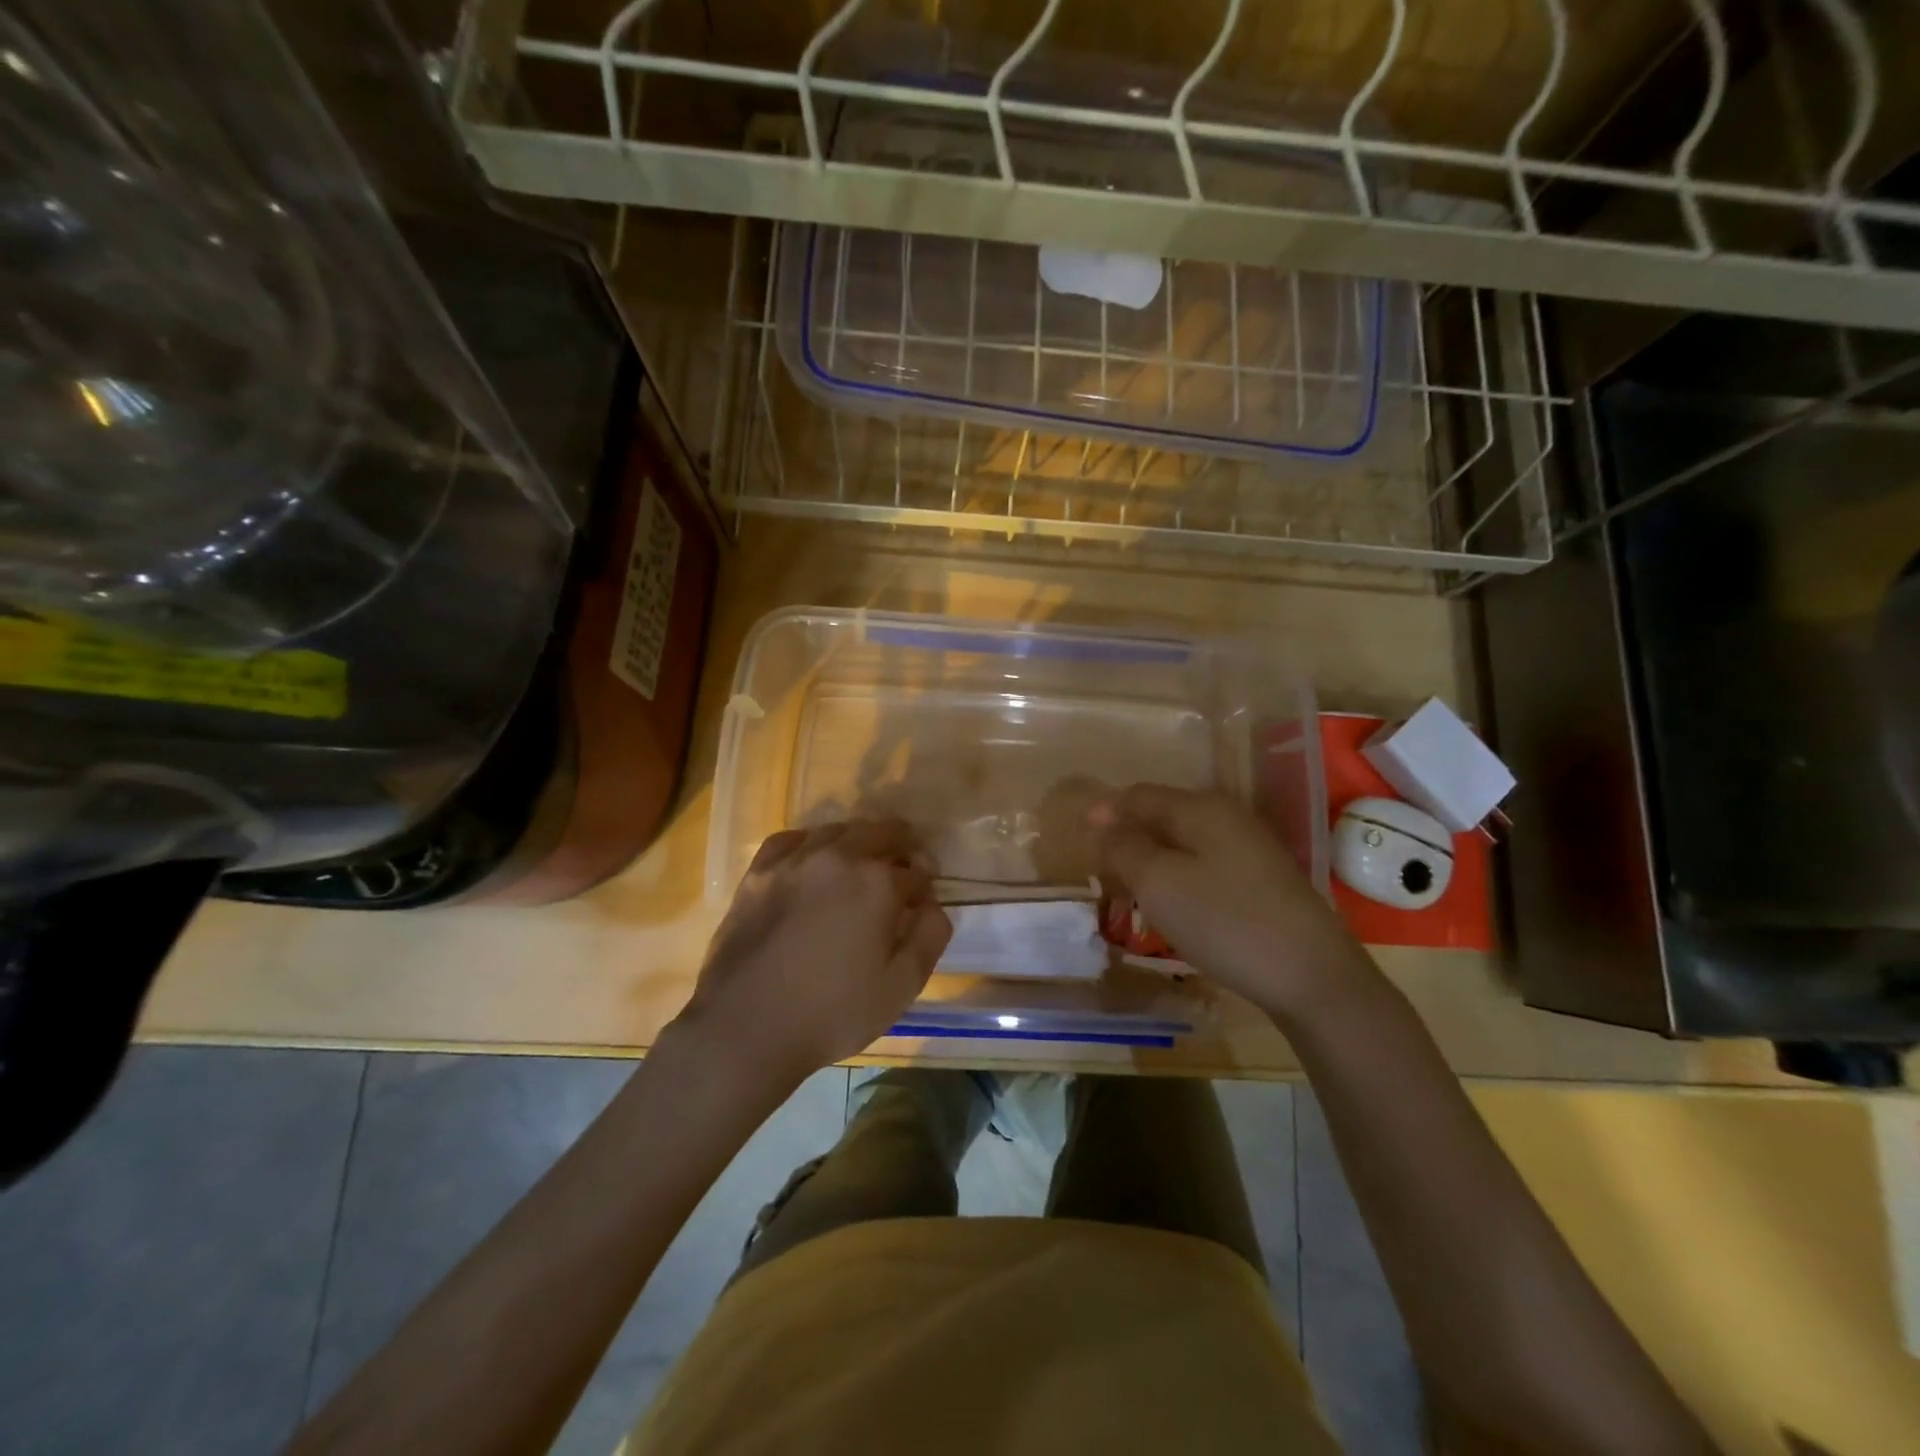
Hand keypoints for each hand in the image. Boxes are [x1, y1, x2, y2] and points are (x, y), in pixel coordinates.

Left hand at [677, 819, 952, 1080]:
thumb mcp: (901, 986)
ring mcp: (794, 860)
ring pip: (839, 830)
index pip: (917, 871)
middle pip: (882, 833)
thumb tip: (933, 905)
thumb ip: (929, 936)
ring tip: (859, 870)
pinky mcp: (759, 872)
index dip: (925, 888)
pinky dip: (812, 844)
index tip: (921, 906)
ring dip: (859, 844)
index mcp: (878, 882)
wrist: (745, 1028)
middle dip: (900, 850)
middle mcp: (839, 857)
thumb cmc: (832, 1013)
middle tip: (899, 878)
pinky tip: (813, 864)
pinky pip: (793, 839)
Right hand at [1093, 784, 1371, 1019]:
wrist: (1311, 975)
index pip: (1141, 795)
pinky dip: (1179, 874)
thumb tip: (1103, 823)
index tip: (1080, 834)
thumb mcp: (1159, 883)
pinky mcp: (1263, 880)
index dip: (1107, 810)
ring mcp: (1251, 849)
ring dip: (1153, 857)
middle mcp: (1228, 817)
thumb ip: (1124, 848)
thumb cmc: (1224, 921)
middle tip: (1101, 865)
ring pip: (1186, 841)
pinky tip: (1174, 902)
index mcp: (1201, 808)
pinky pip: (1206, 863)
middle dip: (1129, 834)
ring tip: (1130, 886)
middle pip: (1164, 814)